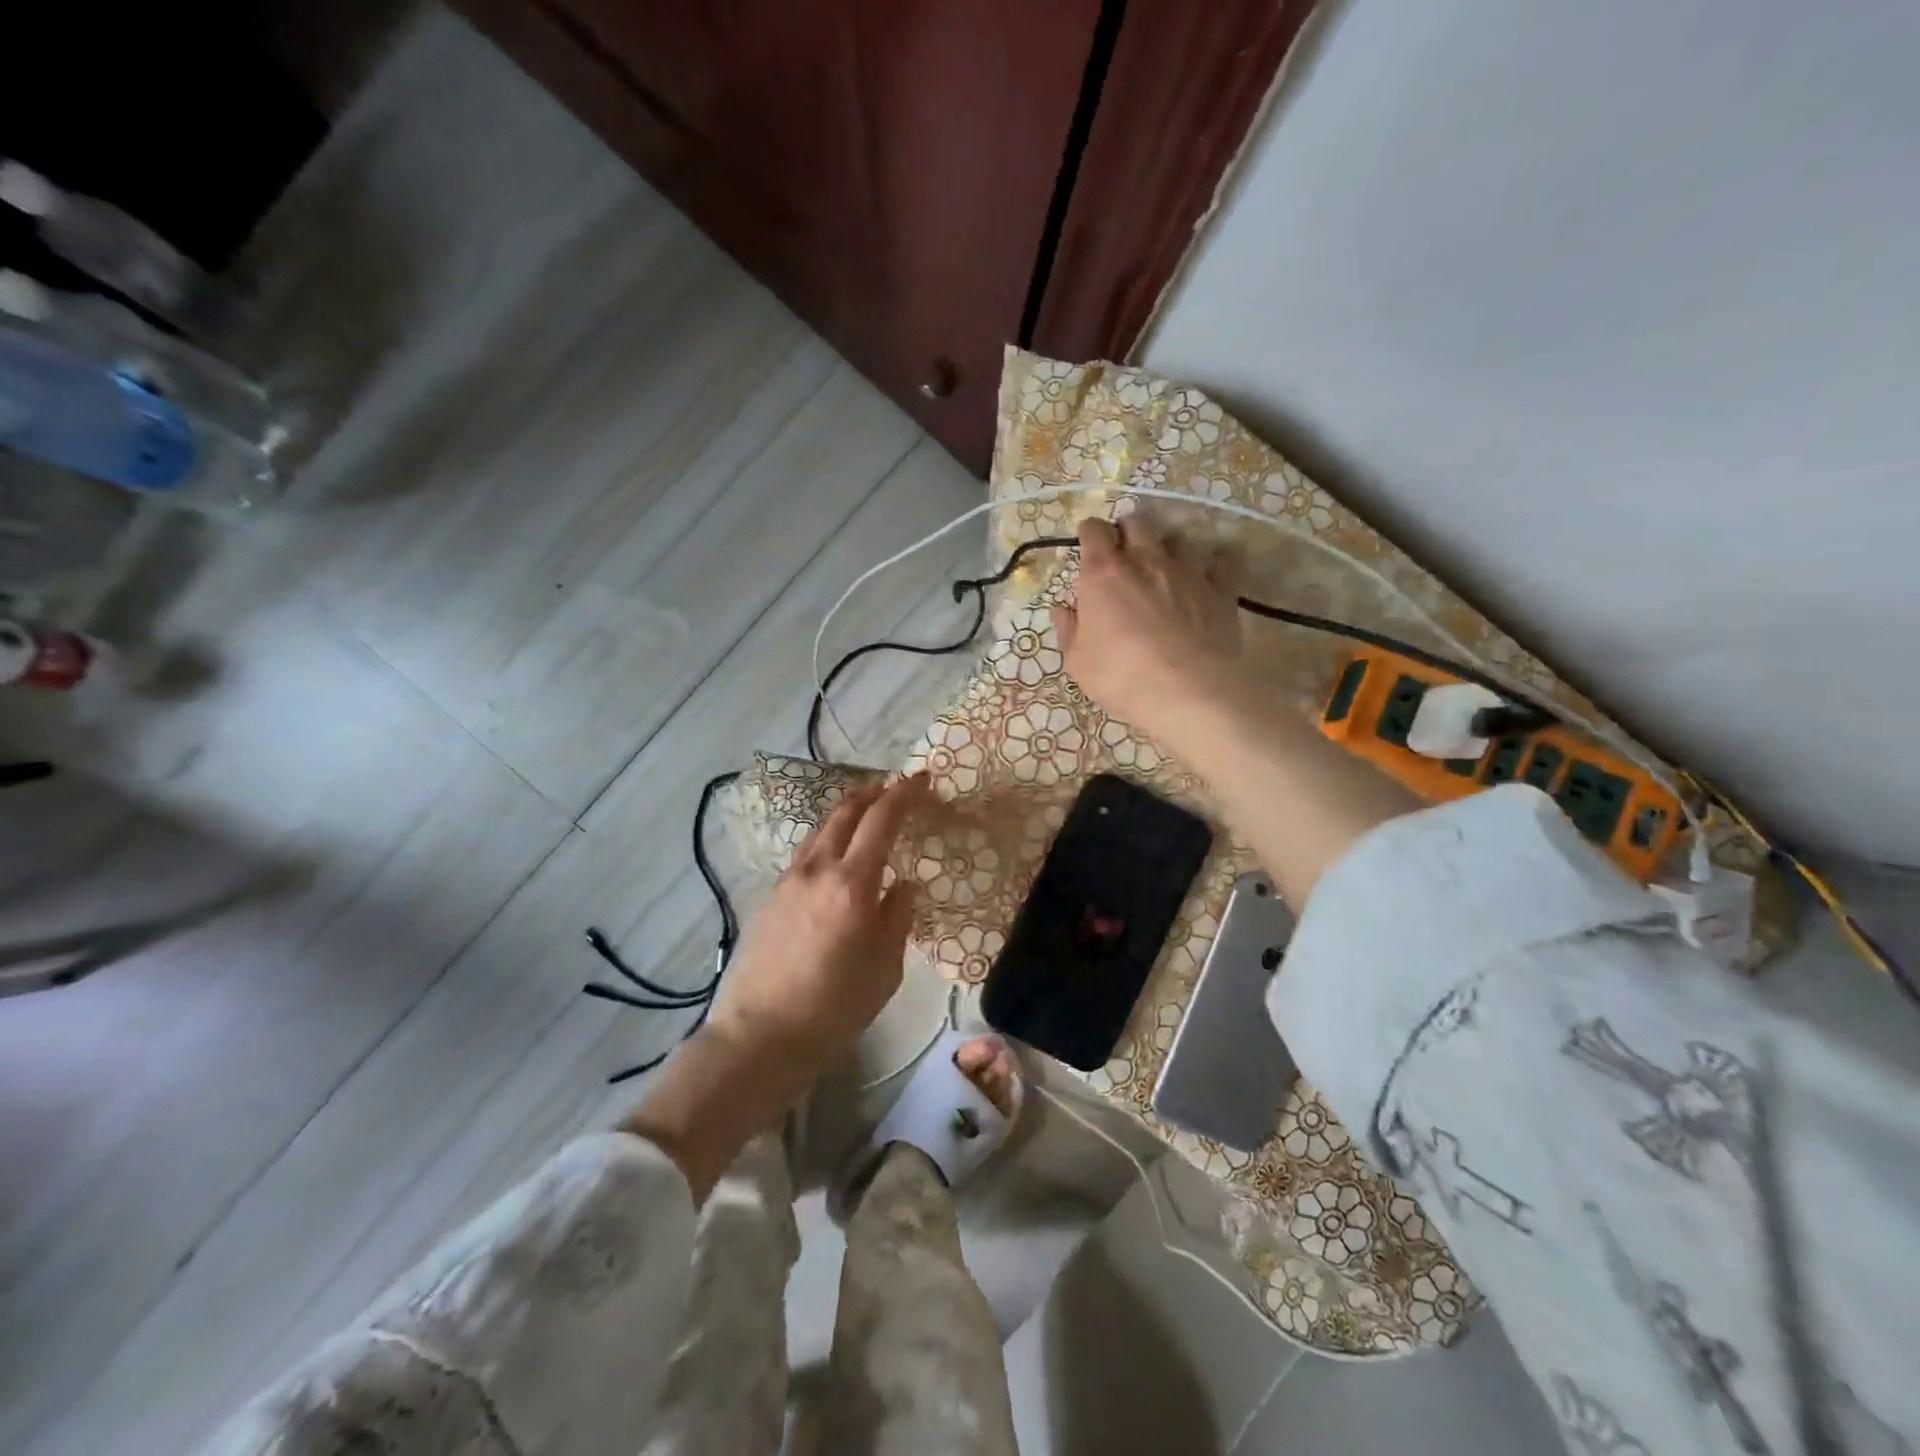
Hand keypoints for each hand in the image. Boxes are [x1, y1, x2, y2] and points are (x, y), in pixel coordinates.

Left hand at [708, 774, 927, 1087]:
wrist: (760, 1036)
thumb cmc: (835, 1008)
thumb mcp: (885, 967)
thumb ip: (897, 917)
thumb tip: (903, 884)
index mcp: (852, 883)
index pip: (881, 820)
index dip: (903, 794)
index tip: (920, 780)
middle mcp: (817, 870)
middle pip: (844, 812)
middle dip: (872, 793)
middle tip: (894, 790)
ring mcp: (787, 881)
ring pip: (820, 831)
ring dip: (846, 815)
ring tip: (866, 819)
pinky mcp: (769, 898)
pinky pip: (805, 856)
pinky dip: (827, 843)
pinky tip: (836, 862)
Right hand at [1051, 516, 1243, 742]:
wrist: (1188, 692)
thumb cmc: (1121, 676)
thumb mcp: (1078, 661)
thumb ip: (1069, 629)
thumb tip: (1063, 609)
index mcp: (1103, 574)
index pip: (1093, 531)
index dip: (1090, 535)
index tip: (1089, 549)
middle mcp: (1145, 560)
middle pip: (1137, 522)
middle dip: (1128, 531)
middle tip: (1125, 555)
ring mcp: (1187, 571)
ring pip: (1178, 537)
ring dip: (1168, 548)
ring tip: (1166, 569)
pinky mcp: (1220, 589)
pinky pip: (1222, 560)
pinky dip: (1215, 563)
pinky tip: (1209, 576)